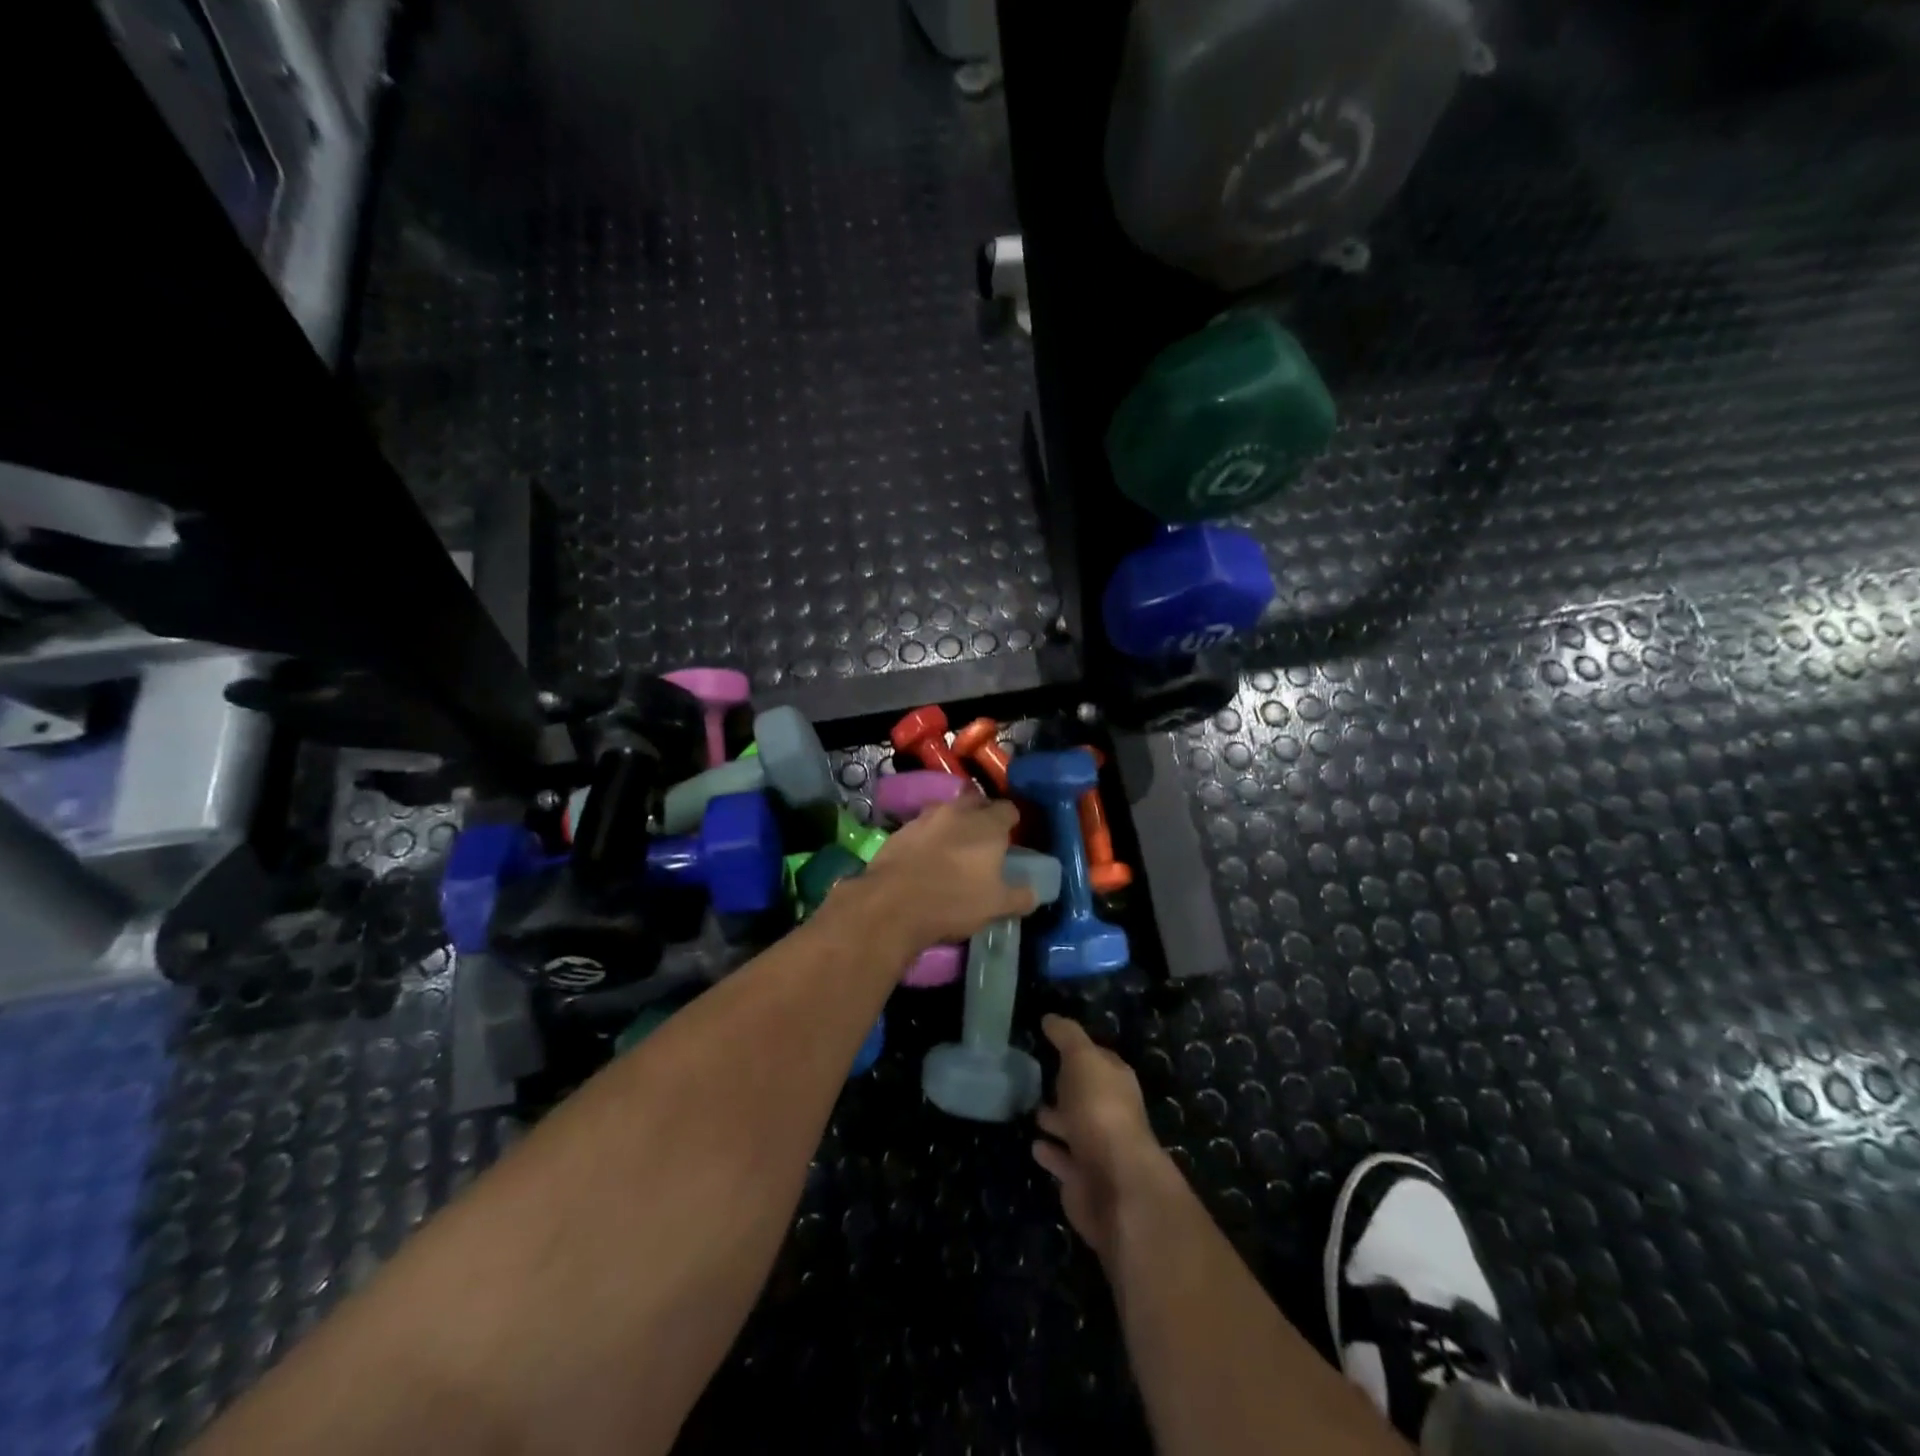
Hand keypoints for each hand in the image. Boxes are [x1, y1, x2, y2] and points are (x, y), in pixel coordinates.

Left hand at [854, 796, 1035, 950]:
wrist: (892, 903)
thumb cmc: (953, 901)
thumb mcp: (996, 906)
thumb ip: (1020, 896)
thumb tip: (1033, 893)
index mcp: (988, 824)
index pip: (1008, 809)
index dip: (1012, 822)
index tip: (1011, 838)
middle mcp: (957, 812)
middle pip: (976, 802)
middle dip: (982, 815)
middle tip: (984, 839)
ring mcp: (925, 818)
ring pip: (947, 811)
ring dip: (953, 823)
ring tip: (954, 847)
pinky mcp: (900, 830)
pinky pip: (922, 826)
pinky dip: (929, 836)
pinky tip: (927, 857)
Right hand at [1032, 1015, 1169, 1260]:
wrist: (1114, 1183)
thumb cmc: (1099, 1110)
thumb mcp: (1081, 1059)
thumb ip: (1066, 1037)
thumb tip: (1050, 1018)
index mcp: (1116, 1081)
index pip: (1098, 1058)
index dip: (1077, 1049)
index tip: (1051, 1041)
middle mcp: (1111, 1112)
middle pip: (1086, 1094)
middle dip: (1066, 1086)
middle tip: (1036, 1076)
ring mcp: (1099, 1148)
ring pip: (1074, 1128)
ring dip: (1056, 1120)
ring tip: (1031, 1110)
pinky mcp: (1084, 1179)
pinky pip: (1063, 1160)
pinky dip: (1050, 1153)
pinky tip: (1033, 1144)